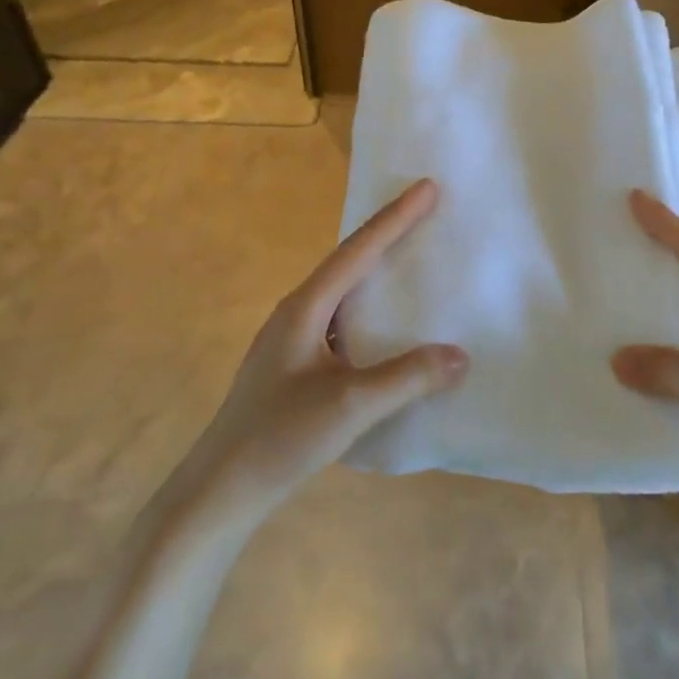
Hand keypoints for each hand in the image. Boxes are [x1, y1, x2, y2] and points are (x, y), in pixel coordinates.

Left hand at [166, 179, 467, 520]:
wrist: (219, 491)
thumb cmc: (280, 438)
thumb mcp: (350, 405)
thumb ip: (407, 377)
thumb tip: (460, 355)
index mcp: (305, 308)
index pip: (358, 250)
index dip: (396, 217)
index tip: (428, 187)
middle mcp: (296, 313)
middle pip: (348, 261)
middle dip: (388, 233)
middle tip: (426, 210)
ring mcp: (292, 340)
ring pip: (343, 291)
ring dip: (377, 269)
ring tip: (412, 257)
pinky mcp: (294, 366)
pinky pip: (342, 319)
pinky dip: (370, 308)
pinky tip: (387, 326)